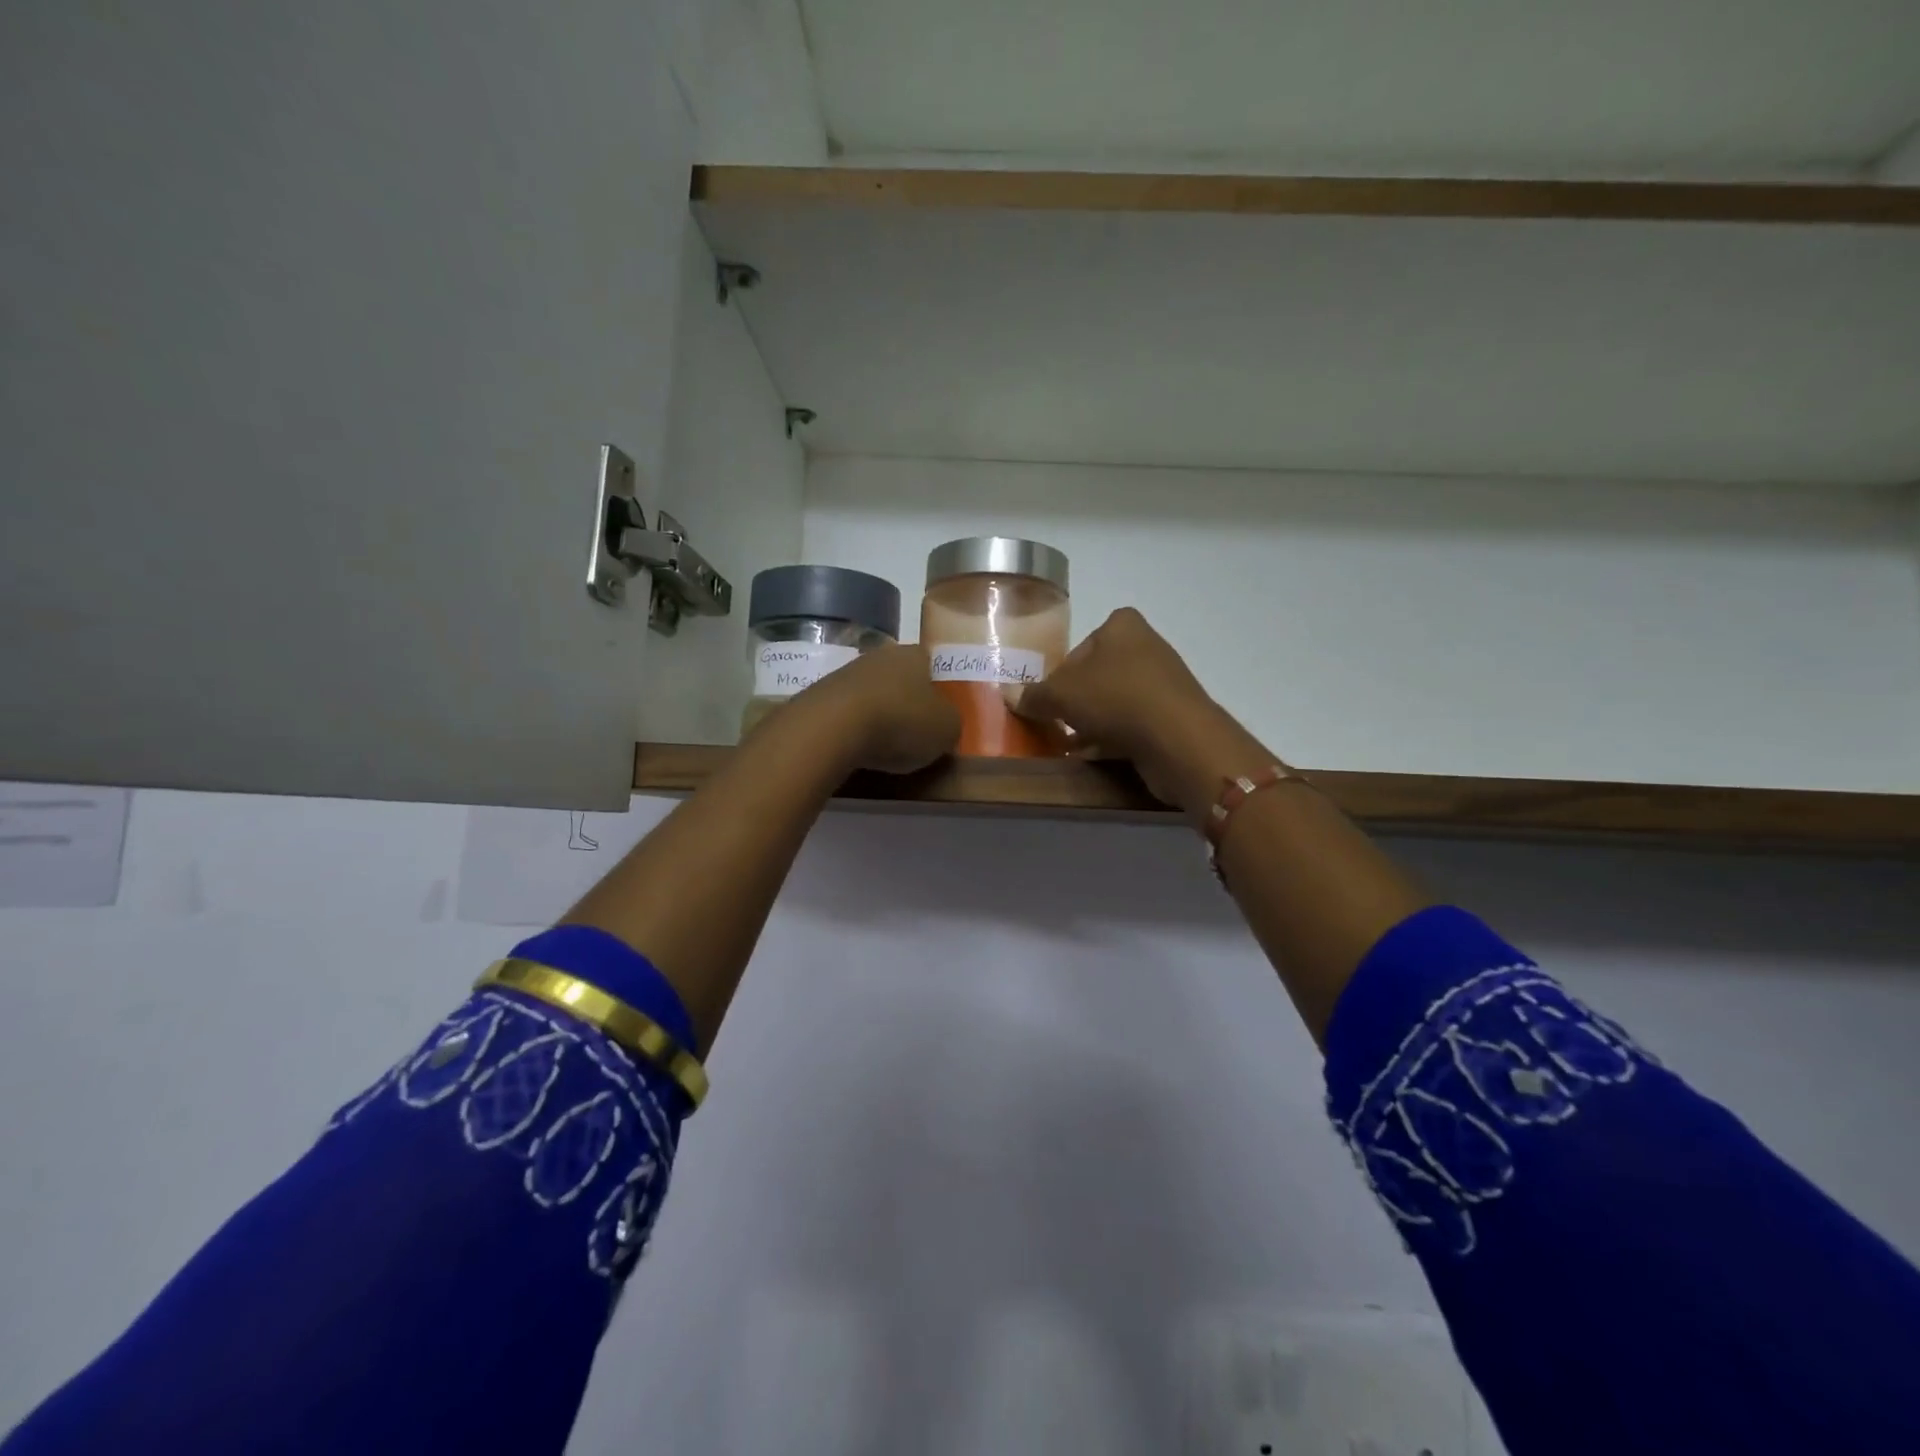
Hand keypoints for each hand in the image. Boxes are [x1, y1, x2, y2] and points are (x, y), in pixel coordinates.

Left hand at [802, 643, 960, 774]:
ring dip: (878, 716)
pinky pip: (847, 713)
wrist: (833, 727)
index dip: (937, 690)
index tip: (939, 715)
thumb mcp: (947, 729)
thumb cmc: (901, 722)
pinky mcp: (819, 696)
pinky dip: (854, 728)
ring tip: (884, 747)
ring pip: (872, 694)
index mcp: (915, 655)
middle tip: (914, 733)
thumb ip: (951, 723)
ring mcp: (845, 673)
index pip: (932, 665)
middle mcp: (880, 656)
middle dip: (906, 702)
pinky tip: (856, 749)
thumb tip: (944, 724)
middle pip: (900, 678)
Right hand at [1012, 608, 1264, 811]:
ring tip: (1071, 747)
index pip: (1078, 648)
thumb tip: (1010, 696)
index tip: (1048, 702)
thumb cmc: (1116, 699)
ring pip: (1114, 703)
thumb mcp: (1061, 695)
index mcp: (1122, 626)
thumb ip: (1034, 695)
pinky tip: (1094, 758)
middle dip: (1075, 702)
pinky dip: (1112, 739)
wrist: (1179, 739)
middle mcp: (1147, 646)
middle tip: (1055, 725)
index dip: (1059, 676)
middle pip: (1095, 677)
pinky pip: (1132, 725)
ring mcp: (1164, 683)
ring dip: (1092, 724)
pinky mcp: (1173, 716)